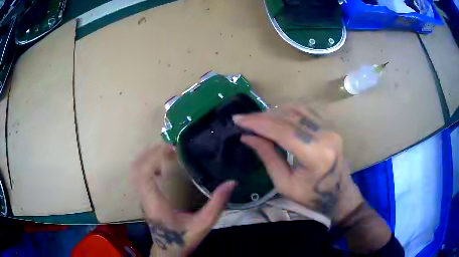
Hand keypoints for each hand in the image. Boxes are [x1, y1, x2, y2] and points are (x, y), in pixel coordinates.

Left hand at [131, 144, 235, 255]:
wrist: (169, 250)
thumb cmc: (183, 238)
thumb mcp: (203, 224)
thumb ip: (217, 205)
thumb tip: (231, 183)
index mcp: (155, 204)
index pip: (145, 174)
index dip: (154, 157)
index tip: (172, 149)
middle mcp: (145, 197)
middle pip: (137, 168)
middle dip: (151, 152)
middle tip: (171, 146)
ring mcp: (142, 197)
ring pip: (135, 170)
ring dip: (148, 156)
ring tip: (166, 151)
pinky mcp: (144, 196)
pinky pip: (139, 174)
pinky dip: (147, 163)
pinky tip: (161, 163)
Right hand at [234, 105, 362, 221]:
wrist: (339, 196)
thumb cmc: (312, 197)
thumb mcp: (284, 184)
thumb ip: (268, 157)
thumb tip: (247, 137)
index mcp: (316, 156)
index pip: (283, 131)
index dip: (258, 123)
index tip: (238, 119)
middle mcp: (326, 136)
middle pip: (289, 117)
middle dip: (263, 116)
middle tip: (244, 120)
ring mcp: (330, 129)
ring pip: (297, 110)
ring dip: (274, 112)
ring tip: (258, 120)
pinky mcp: (330, 126)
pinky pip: (306, 111)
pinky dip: (288, 111)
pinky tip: (276, 117)